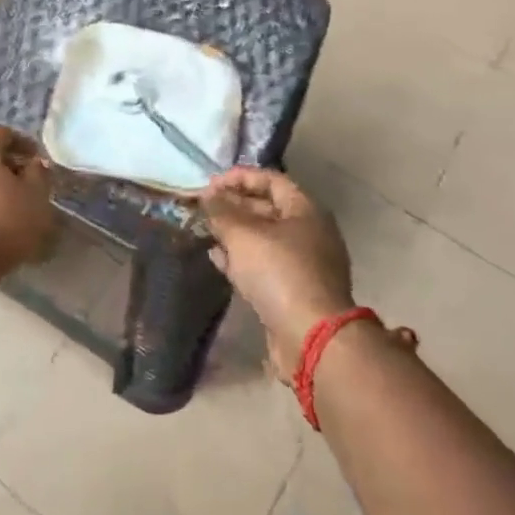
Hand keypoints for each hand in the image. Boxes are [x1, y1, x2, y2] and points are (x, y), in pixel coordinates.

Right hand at [201, 167, 352, 375]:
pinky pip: (264, 266)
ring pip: (263, 239)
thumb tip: (208, 195)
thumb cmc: (279, 272)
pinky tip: (217, 259)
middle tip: (204, 208)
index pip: (271, 179)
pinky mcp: (294, 291)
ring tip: (206, 231)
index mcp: (305, 210)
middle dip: (234, 206)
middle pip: (267, 208)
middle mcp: (309, 233)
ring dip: (234, 233)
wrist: (310, 337)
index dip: (239, 177)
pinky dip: (241, 259)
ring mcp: (303, 264)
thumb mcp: (243, 234)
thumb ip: (222, 211)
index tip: (210, 184)